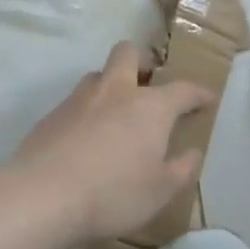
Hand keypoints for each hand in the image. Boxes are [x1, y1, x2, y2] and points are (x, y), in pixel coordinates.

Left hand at [11, 42, 213, 243]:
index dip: (198, 92)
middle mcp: (116, 91)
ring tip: (116, 112)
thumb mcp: (159, 192)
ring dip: (112, 84)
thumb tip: (192, 152)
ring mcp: (80, 98)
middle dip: (143, 60)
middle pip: (129, 53)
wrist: (43, 195)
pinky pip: (77, 101)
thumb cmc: (113, 194)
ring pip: (99, 74)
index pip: (182, 89)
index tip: (207, 98)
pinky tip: (87, 137)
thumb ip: (181, 170)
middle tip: (149, 81)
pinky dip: (88, 110)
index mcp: (150, 106)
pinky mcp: (53, 113)